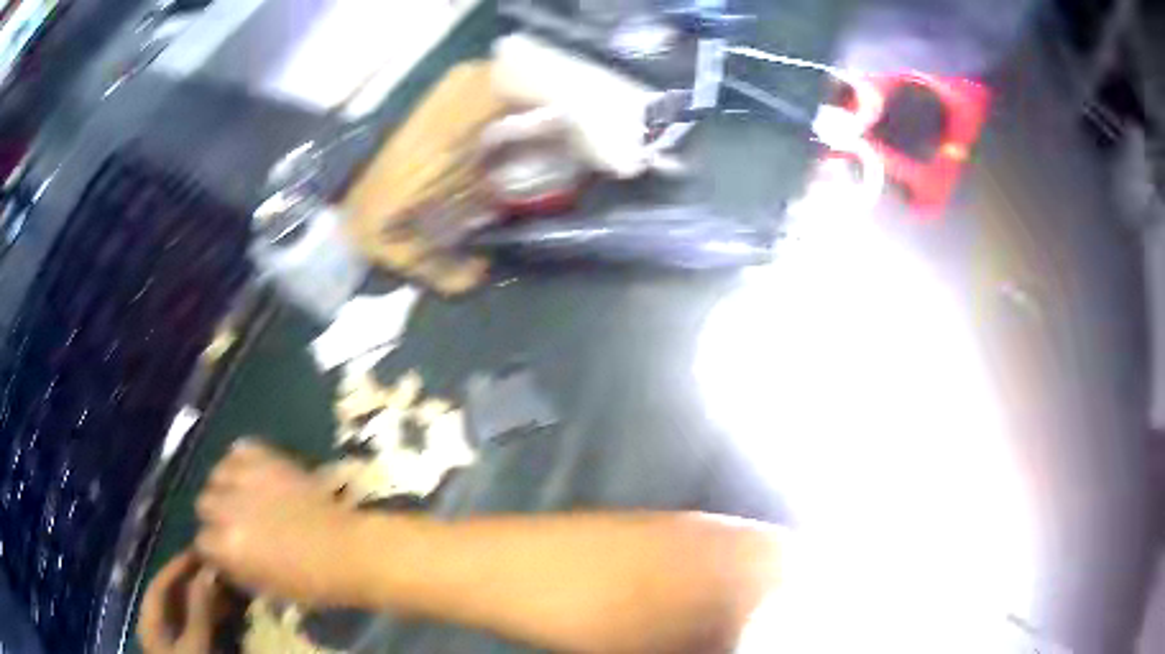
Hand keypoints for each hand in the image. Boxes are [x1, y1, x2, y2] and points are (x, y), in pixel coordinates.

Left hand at [138, 551, 226, 653]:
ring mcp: (174, 640)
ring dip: (204, 599)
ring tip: (226, 587)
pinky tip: (225, 612)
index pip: (160, 585)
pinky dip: (209, 616)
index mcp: (150, 620)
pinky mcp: (189, 650)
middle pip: (172, 596)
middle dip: (194, 582)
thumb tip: (207, 571)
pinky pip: (197, 626)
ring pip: (186, 611)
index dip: (178, 566)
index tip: (200, 551)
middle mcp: (158, 625)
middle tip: (218, 568)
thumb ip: (199, 611)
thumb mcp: (195, 646)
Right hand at [195, 439, 365, 606]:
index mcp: (227, 546)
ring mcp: (245, 479)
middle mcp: (227, 508)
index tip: (227, 551)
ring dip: (226, 487)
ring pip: (216, 475)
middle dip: (217, 516)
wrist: (348, 550)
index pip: (201, 542)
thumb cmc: (311, 582)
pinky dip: (241, 461)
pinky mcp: (266, 458)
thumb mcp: (265, 588)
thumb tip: (221, 557)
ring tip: (244, 496)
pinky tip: (253, 475)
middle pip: (204, 504)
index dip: (215, 548)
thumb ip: (235, 568)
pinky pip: (238, 450)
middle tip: (238, 523)